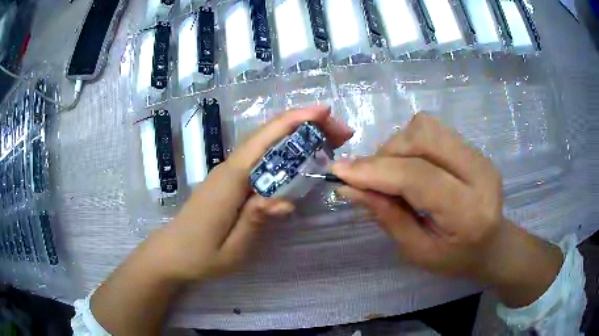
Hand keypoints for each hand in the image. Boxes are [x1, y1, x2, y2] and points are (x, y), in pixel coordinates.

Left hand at [149, 105, 353, 280]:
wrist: (171, 253)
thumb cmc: (199, 255)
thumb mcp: (231, 250)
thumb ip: (255, 222)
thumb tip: (285, 200)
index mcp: (230, 180)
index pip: (264, 140)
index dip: (295, 121)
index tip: (324, 112)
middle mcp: (229, 168)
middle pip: (268, 134)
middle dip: (304, 124)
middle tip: (339, 131)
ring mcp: (228, 172)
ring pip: (264, 142)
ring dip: (296, 133)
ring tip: (328, 138)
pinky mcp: (230, 179)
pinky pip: (260, 156)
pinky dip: (283, 147)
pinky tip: (300, 155)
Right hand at [331, 113, 561, 305]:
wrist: (493, 245)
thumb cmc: (456, 259)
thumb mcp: (417, 251)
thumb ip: (387, 216)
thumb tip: (349, 188)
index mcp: (468, 211)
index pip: (418, 177)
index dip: (375, 170)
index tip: (338, 172)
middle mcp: (479, 173)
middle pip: (423, 137)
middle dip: (386, 153)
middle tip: (372, 179)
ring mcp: (479, 155)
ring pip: (426, 126)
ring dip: (398, 145)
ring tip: (392, 173)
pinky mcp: (474, 148)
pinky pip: (433, 131)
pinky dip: (410, 144)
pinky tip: (410, 166)